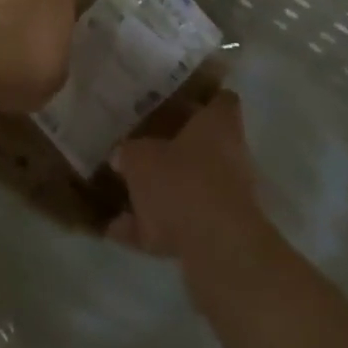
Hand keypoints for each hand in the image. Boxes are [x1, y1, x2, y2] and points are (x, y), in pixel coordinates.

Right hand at [108, 92, 275, 280]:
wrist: (216, 248)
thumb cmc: (182, 182)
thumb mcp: (140, 159)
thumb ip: (129, 152)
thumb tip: (121, 153)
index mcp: (218, 124)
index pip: (220, 100)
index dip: (200, 100)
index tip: (174, 101)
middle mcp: (230, 155)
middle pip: (201, 145)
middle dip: (173, 150)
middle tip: (140, 147)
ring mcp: (226, 196)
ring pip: (189, 186)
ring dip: (160, 193)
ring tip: (121, 195)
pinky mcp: (218, 234)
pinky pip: (179, 224)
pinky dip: (152, 228)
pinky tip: (117, 231)